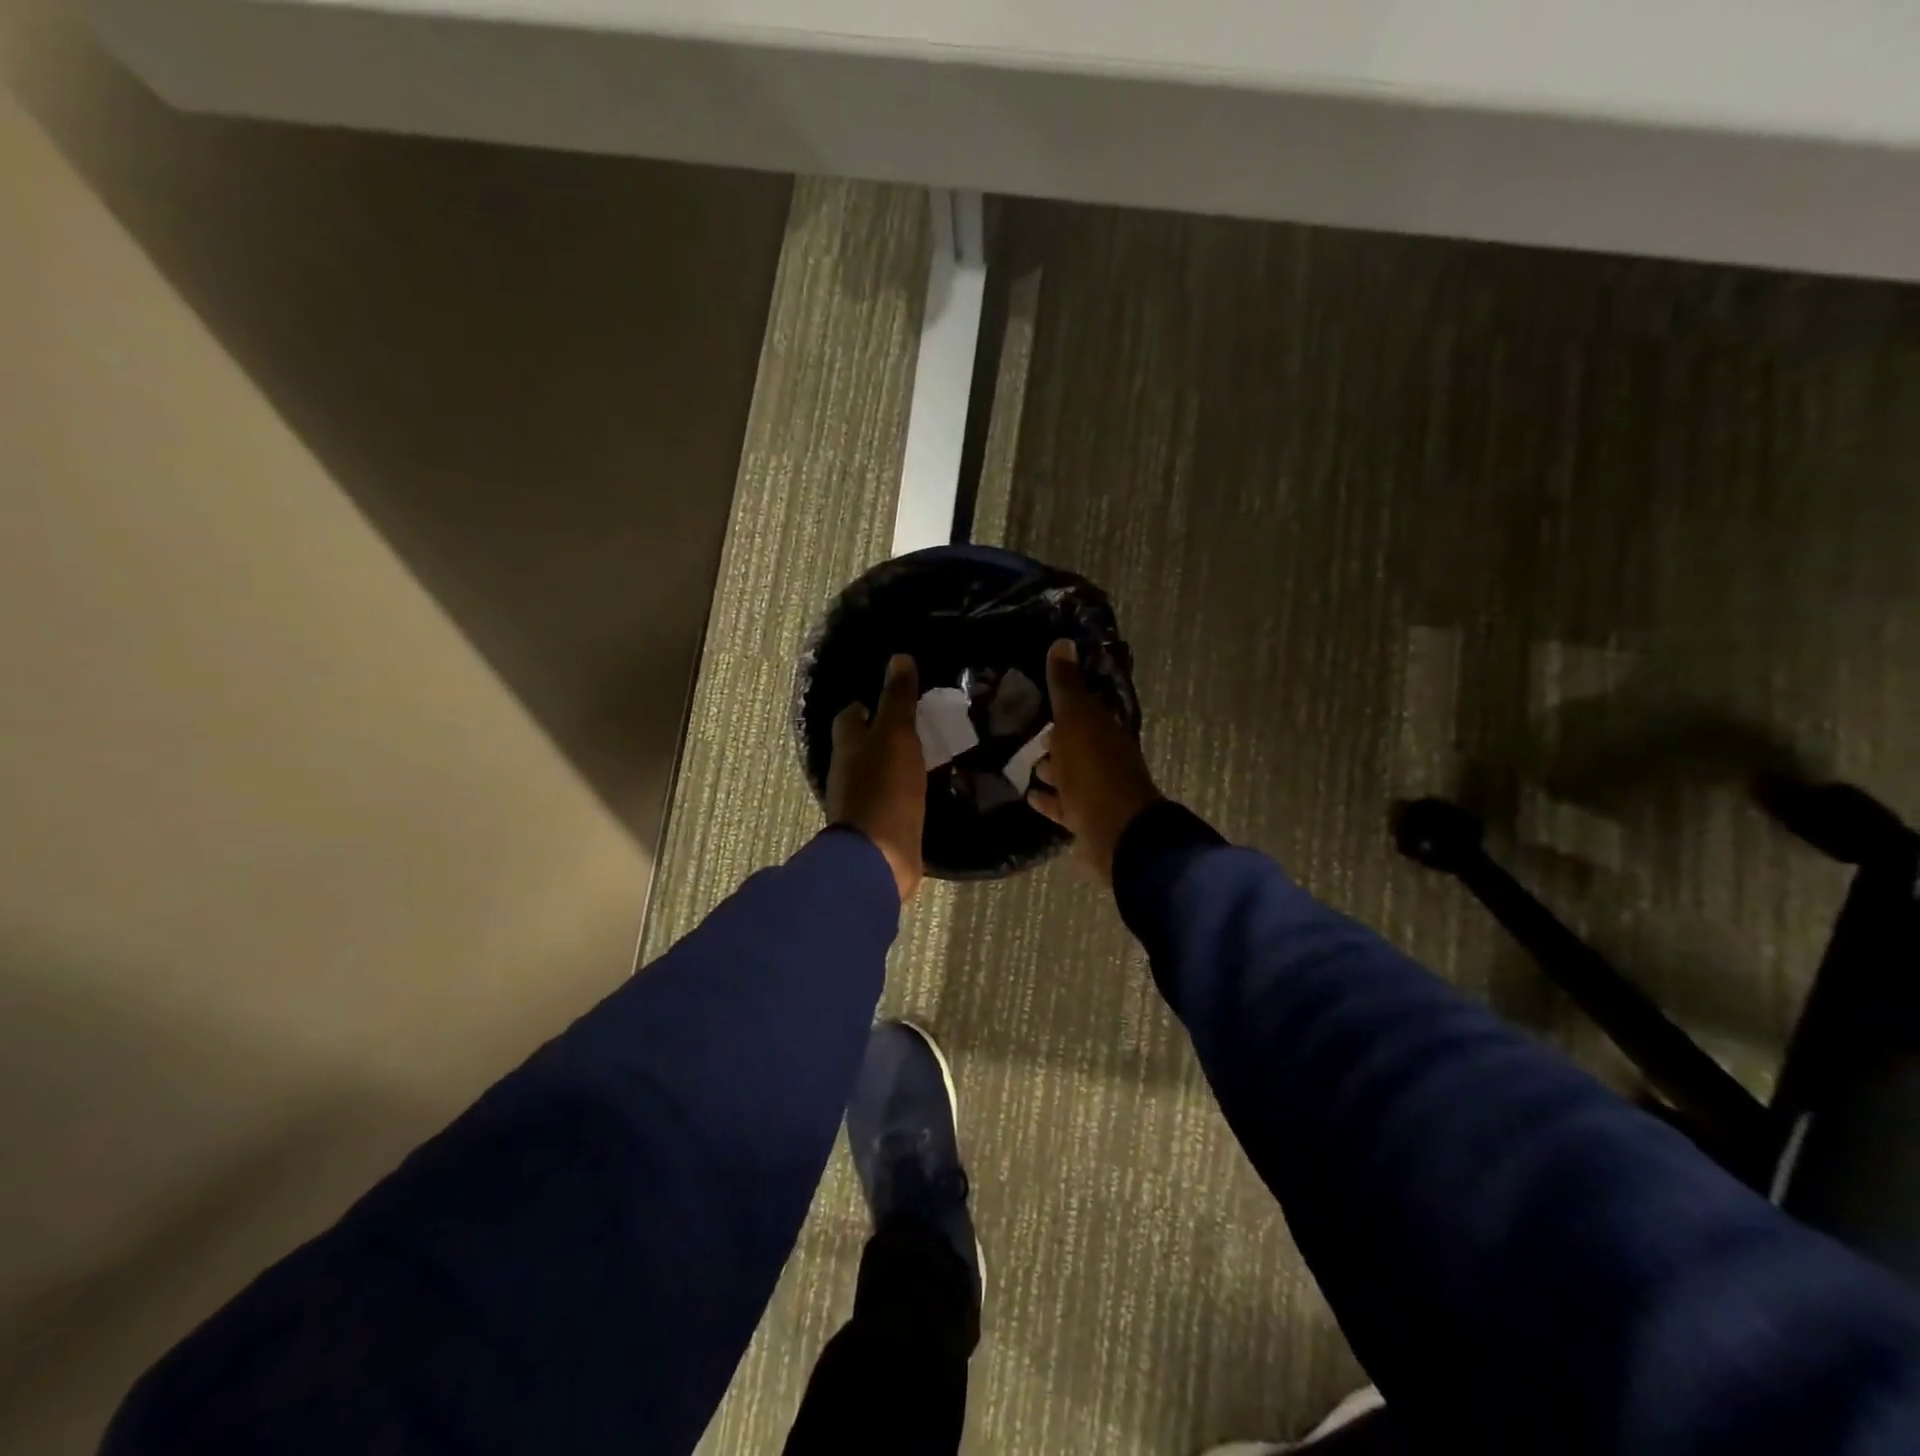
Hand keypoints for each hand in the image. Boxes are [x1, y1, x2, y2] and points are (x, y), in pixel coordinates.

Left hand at [825, 653, 925, 902]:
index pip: (851, 715)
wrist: (881, 855)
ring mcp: (862, 801)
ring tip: (928, 751)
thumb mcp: (895, 735)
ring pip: (878, 772)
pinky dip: (905, 789)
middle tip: (917, 722)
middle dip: (883, 732)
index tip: (893, 695)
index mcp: (847, 745)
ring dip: (895, 762)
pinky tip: (926, 786)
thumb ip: (897, 699)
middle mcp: (848, 771)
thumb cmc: (884, 788)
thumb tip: (899, 658)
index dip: (868, 703)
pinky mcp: (880, 825)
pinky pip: (893, 799)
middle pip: (862, 744)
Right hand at [1027, 639, 1162, 885]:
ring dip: (1052, 767)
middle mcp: (1105, 758)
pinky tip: (1029, 795)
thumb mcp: (1076, 720)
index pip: (1086, 708)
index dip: (1067, 700)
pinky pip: (1063, 804)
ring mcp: (1097, 791)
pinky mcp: (1086, 819)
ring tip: (1025, 761)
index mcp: (1106, 731)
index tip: (1042, 693)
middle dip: (1057, 735)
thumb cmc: (1094, 770)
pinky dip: (1048, 798)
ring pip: (1071, 774)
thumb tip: (1063, 642)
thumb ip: (1067, 686)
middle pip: (1079, 742)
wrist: (1116, 833)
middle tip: (1028, 728)